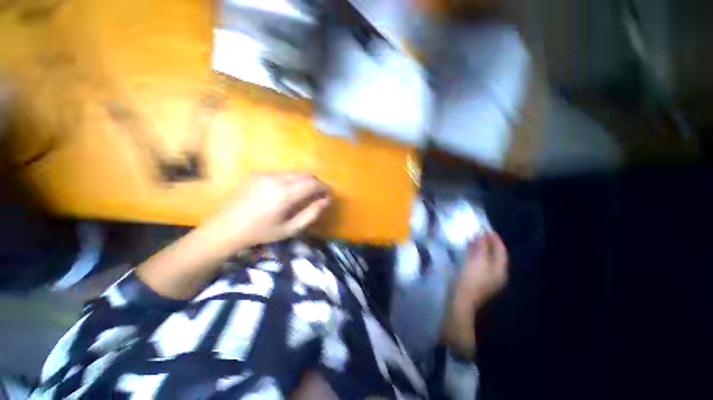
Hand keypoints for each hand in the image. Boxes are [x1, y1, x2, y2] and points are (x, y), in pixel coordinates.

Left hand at [203, 172, 330, 251]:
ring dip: (304, 181)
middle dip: (316, 183)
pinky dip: (291, 180)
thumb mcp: (290, 229)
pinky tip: (287, 192)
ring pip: (294, 172)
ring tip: (304, 193)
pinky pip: (282, 173)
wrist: (226, 228)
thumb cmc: (261, 232)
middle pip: (305, 174)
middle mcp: (276, 178)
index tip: (328, 195)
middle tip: (318, 195)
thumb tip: (326, 200)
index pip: (313, 183)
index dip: (324, 188)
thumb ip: (311, 214)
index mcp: (285, 194)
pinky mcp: (257, 173)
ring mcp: (265, 173)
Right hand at [456, 231, 508, 310]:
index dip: (494, 238)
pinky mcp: (479, 280)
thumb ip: (481, 247)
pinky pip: (481, 263)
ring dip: (482, 248)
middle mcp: (498, 274)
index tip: (485, 227)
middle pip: (496, 254)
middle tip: (479, 232)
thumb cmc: (470, 280)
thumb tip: (482, 234)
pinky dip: (477, 254)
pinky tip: (469, 251)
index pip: (501, 250)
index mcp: (500, 270)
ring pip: (488, 258)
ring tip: (473, 239)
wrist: (460, 301)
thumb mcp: (476, 261)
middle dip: (489, 242)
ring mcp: (488, 278)